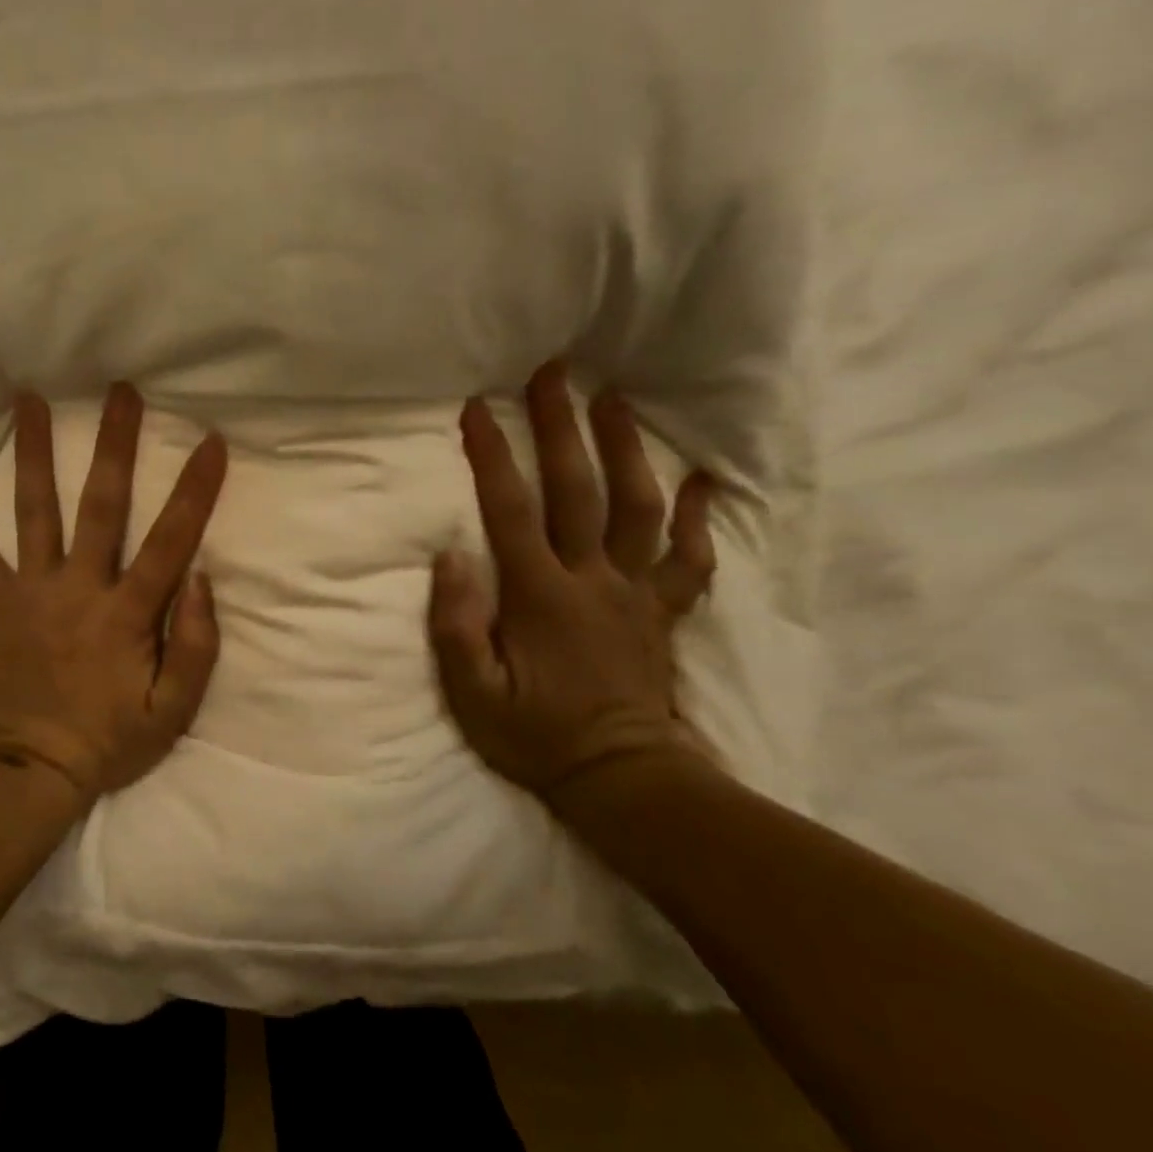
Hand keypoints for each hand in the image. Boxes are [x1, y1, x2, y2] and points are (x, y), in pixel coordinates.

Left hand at [0, 384, 227, 803]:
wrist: (29, 770)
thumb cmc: (109, 741)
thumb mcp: (172, 711)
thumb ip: (196, 647)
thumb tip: (201, 580)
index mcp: (126, 614)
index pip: (169, 541)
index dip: (193, 491)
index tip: (210, 441)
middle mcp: (78, 589)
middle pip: (100, 506)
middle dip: (113, 446)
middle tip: (118, 391)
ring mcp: (31, 593)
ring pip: (34, 513)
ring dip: (33, 454)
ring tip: (28, 401)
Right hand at [428, 362, 717, 805]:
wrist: (621, 778)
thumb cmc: (535, 736)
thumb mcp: (473, 693)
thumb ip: (458, 625)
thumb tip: (451, 557)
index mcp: (540, 595)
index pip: (511, 511)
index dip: (492, 456)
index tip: (476, 409)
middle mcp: (592, 580)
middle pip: (578, 491)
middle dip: (562, 428)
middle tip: (555, 373)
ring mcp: (635, 593)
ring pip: (638, 509)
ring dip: (627, 450)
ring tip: (617, 401)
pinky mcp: (661, 612)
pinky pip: (687, 559)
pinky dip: (696, 518)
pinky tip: (700, 482)